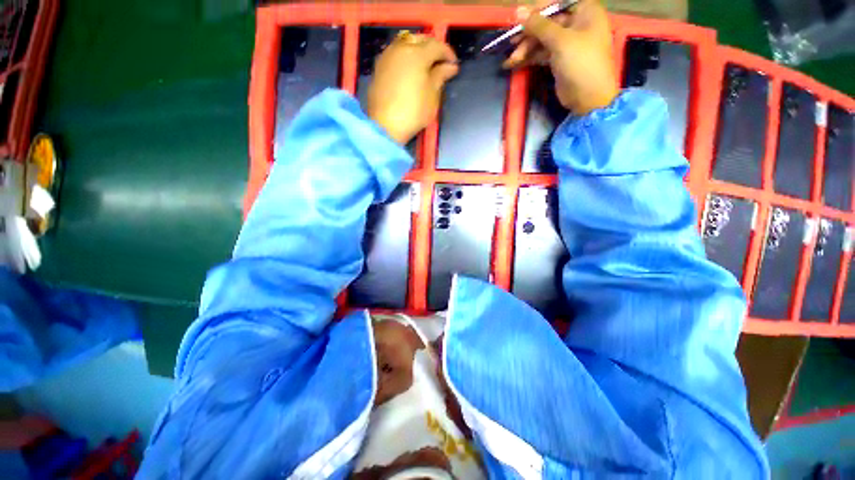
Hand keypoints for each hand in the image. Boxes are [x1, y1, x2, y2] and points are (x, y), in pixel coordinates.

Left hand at [367, 32, 459, 144]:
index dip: (448, 53)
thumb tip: (450, 66)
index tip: (454, 64)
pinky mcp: (378, 67)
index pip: (437, 45)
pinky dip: (405, 56)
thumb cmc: (413, 111)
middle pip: (420, 39)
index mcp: (417, 54)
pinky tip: (409, 69)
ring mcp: (387, 56)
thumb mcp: (432, 96)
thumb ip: (441, 76)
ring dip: (417, 49)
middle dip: (432, 48)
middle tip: (440, 62)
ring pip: (405, 43)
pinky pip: (395, 53)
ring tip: (425, 65)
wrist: (385, 125)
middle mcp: (401, 48)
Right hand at [504, 0, 618, 114]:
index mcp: (584, 11)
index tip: (518, 20)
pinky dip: (529, 58)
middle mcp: (577, 24)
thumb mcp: (560, 40)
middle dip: (528, 35)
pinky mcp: (560, 59)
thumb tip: (518, 10)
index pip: (557, 5)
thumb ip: (538, 25)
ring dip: (526, 49)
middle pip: (547, 23)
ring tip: (510, 60)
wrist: (589, 97)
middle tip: (510, 43)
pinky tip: (514, 64)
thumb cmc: (581, 63)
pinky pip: (542, 53)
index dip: (537, 12)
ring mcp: (568, 43)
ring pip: (542, 40)